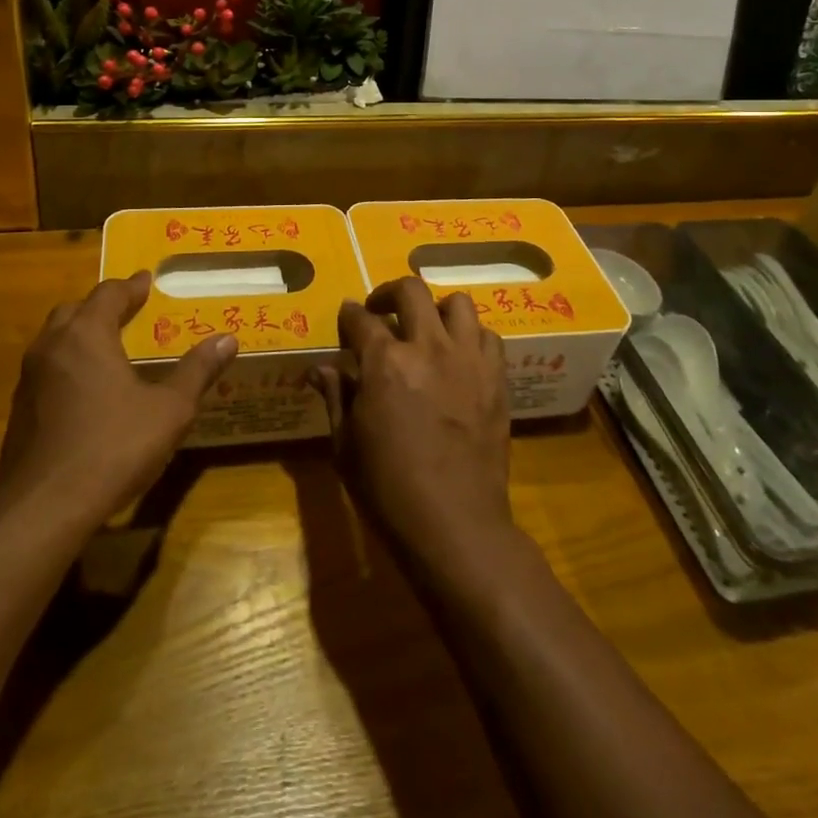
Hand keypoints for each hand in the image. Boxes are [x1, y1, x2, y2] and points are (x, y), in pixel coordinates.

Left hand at [0, 272, 237, 527]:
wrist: (43, 509)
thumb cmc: (112, 447)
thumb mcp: (169, 410)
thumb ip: (196, 371)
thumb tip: (227, 340)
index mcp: (86, 335)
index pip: (109, 294)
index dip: (131, 286)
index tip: (147, 280)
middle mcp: (51, 347)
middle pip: (74, 311)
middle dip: (101, 306)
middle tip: (127, 311)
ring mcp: (28, 380)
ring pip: (54, 341)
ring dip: (79, 335)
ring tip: (107, 348)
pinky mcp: (18, 412)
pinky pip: (46, 372)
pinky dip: (67, 367)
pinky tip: (85, 392)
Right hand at [316, 278, 514, 575]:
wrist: (456, 526)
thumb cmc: (389, 490)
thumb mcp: (346, 446)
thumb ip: (336, 397)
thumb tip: (321, 369)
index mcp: (384, 362)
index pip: (360, 318)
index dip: (349, 315)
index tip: (346, 318)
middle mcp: (428, 347)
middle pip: (410, 291)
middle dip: (388, 293)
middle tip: (381, 312)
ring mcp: (468, 360)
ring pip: (457, 304)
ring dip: (436, 310)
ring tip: (426, 330)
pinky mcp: (496, 379)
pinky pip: (488, 337)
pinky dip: (470, 337)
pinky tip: (458, 358)